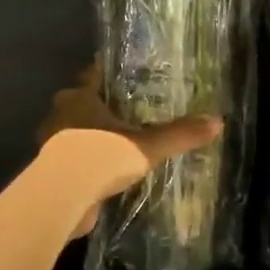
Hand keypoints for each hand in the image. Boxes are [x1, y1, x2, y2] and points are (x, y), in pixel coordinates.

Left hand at [37, 63, 221, 239]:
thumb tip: (217, 122)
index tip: (129, 74)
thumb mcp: (148, 146)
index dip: (111, 73)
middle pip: (83, 102)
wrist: (64, 196)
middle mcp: (60, 113)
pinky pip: (74, 158)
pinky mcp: (52, 169)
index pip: (94, 74)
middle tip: (130, 111)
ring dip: (93, 136)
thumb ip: (180, 135)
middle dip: (102, 106)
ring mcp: (52, 142)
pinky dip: (88, 162)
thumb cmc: (102, 156)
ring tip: (120, 142)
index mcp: (80, 96)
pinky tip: (105, 171)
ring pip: (75, 131)